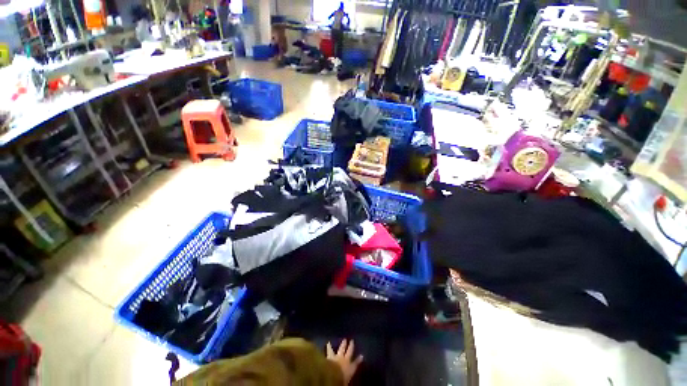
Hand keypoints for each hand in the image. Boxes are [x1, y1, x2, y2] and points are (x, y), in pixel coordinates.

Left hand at [326, 339, 362, 384]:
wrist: (333, 375)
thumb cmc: (342, 379)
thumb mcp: (348, 378)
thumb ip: (352, 370)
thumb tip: (356, 367)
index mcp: (350, 366)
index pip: (356, 363)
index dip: (359, 359)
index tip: (361, 355)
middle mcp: (344, 359)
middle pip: (348, 351)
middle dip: (350, 346)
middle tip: (351, 340)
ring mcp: (337, 357)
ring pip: (339, 349)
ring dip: (340, 345)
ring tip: (340, 341)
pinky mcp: (330, 356)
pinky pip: (329, 350)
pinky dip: (329, 347)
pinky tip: (328, 343)